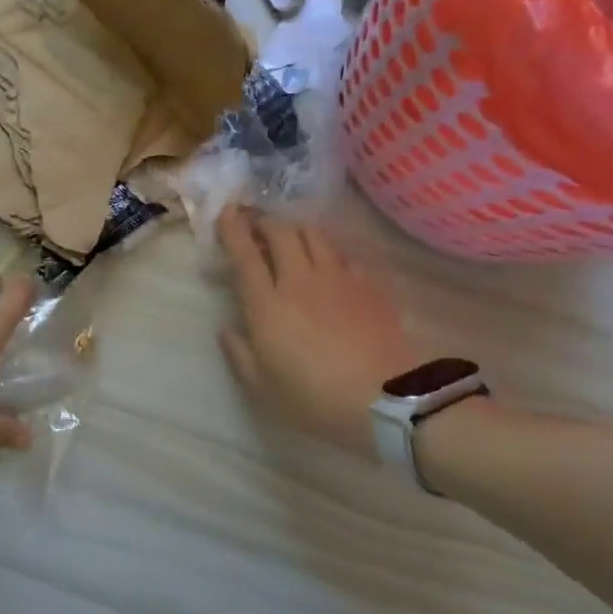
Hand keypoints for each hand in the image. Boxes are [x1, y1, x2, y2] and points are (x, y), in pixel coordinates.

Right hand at [217, 206, 413, 456]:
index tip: (226, 212)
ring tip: (290, 237)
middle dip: (264, 221)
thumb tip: (226, 330)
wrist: (386, 401)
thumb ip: (239, 354)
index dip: (232, 229)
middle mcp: (299, 280)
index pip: (245, 254)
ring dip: (296, 229)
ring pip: (313, 235)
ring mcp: (337, 279)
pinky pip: (344, 255)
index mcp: (267, 304)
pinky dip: (329, 251)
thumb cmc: (314, 399)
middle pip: (280, 232)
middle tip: (256, 224)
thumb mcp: (263, 387)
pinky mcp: (367, 286)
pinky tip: (330, 264)